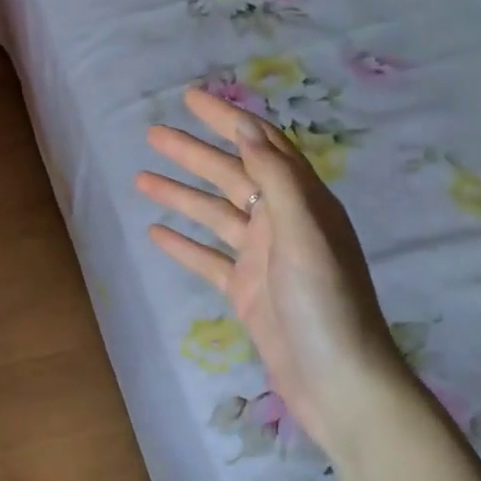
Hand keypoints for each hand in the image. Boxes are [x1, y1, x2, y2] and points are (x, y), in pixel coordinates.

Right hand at [136, 88, 416, 456]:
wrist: (339, 383)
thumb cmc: (326, 304)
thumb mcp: (305, 235)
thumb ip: (278, 180)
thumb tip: (249, 130)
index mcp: (303, 203)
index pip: (262, 146)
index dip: (228, 119)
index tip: (191, 98)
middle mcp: (282, 223)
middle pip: (231, 175)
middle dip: (193, 152)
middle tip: (152, 133)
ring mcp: (262, 258)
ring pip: (215, 214)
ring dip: (181, 194)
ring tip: (140, 178)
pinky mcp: (246, 291)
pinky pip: (208, 258)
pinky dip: (183, 244)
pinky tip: (154, 232)